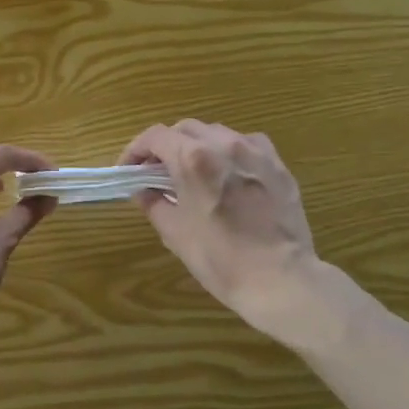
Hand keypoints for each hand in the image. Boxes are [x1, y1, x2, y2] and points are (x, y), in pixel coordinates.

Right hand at [119, 120, 319, 330]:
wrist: (280, 279)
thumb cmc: (220, 259)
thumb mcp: (175, 233)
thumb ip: (154, 203)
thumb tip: (143, 191)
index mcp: (193, 159)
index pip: (155, 136)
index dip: (135, 149)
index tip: (129, 169)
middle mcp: (224, 144)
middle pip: (185, 129)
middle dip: (166, 146)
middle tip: (157, 172)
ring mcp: (255, 151)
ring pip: (217, 133)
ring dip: (198, 146)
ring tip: (193, 172)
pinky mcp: (278, 164)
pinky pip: (247, 144)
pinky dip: (229, 152)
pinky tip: (229, 174)